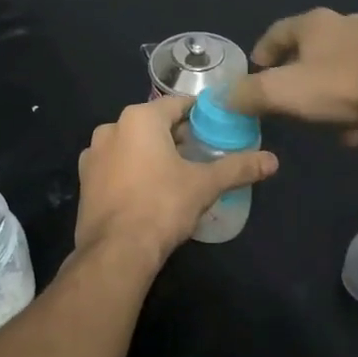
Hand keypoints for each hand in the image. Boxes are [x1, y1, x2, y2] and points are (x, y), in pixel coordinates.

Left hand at [74, 94, 278, 264]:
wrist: (115, 251)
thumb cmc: (162, 206)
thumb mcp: (205, 185)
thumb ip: (238, 168)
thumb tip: (273, 161)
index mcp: (139, 118)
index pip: (177, 105)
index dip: (199, 115)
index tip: (216, 128)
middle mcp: (111, 128)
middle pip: (153, 124)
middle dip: (176, 136)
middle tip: (201, 154)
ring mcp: (92, 155)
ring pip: (131, 145)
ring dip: (152, 153)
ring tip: (176, 175)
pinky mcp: (84, 181)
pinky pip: (115, 166)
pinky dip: (132, 171)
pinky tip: (148, 192)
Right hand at [226, 9, 357, 145]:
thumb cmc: (339, 87)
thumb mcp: (282, 93)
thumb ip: (247, 95)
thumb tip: (223, 98)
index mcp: (314, 23)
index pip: (276, 32)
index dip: (261, 52)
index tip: (254, 73)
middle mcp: (344, 24)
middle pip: (310, 46)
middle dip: (295, 70)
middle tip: (283, 93)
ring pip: (340, 65)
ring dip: (326, 88)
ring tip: (317, 116)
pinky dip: (354, 103)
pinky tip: (352, 133)